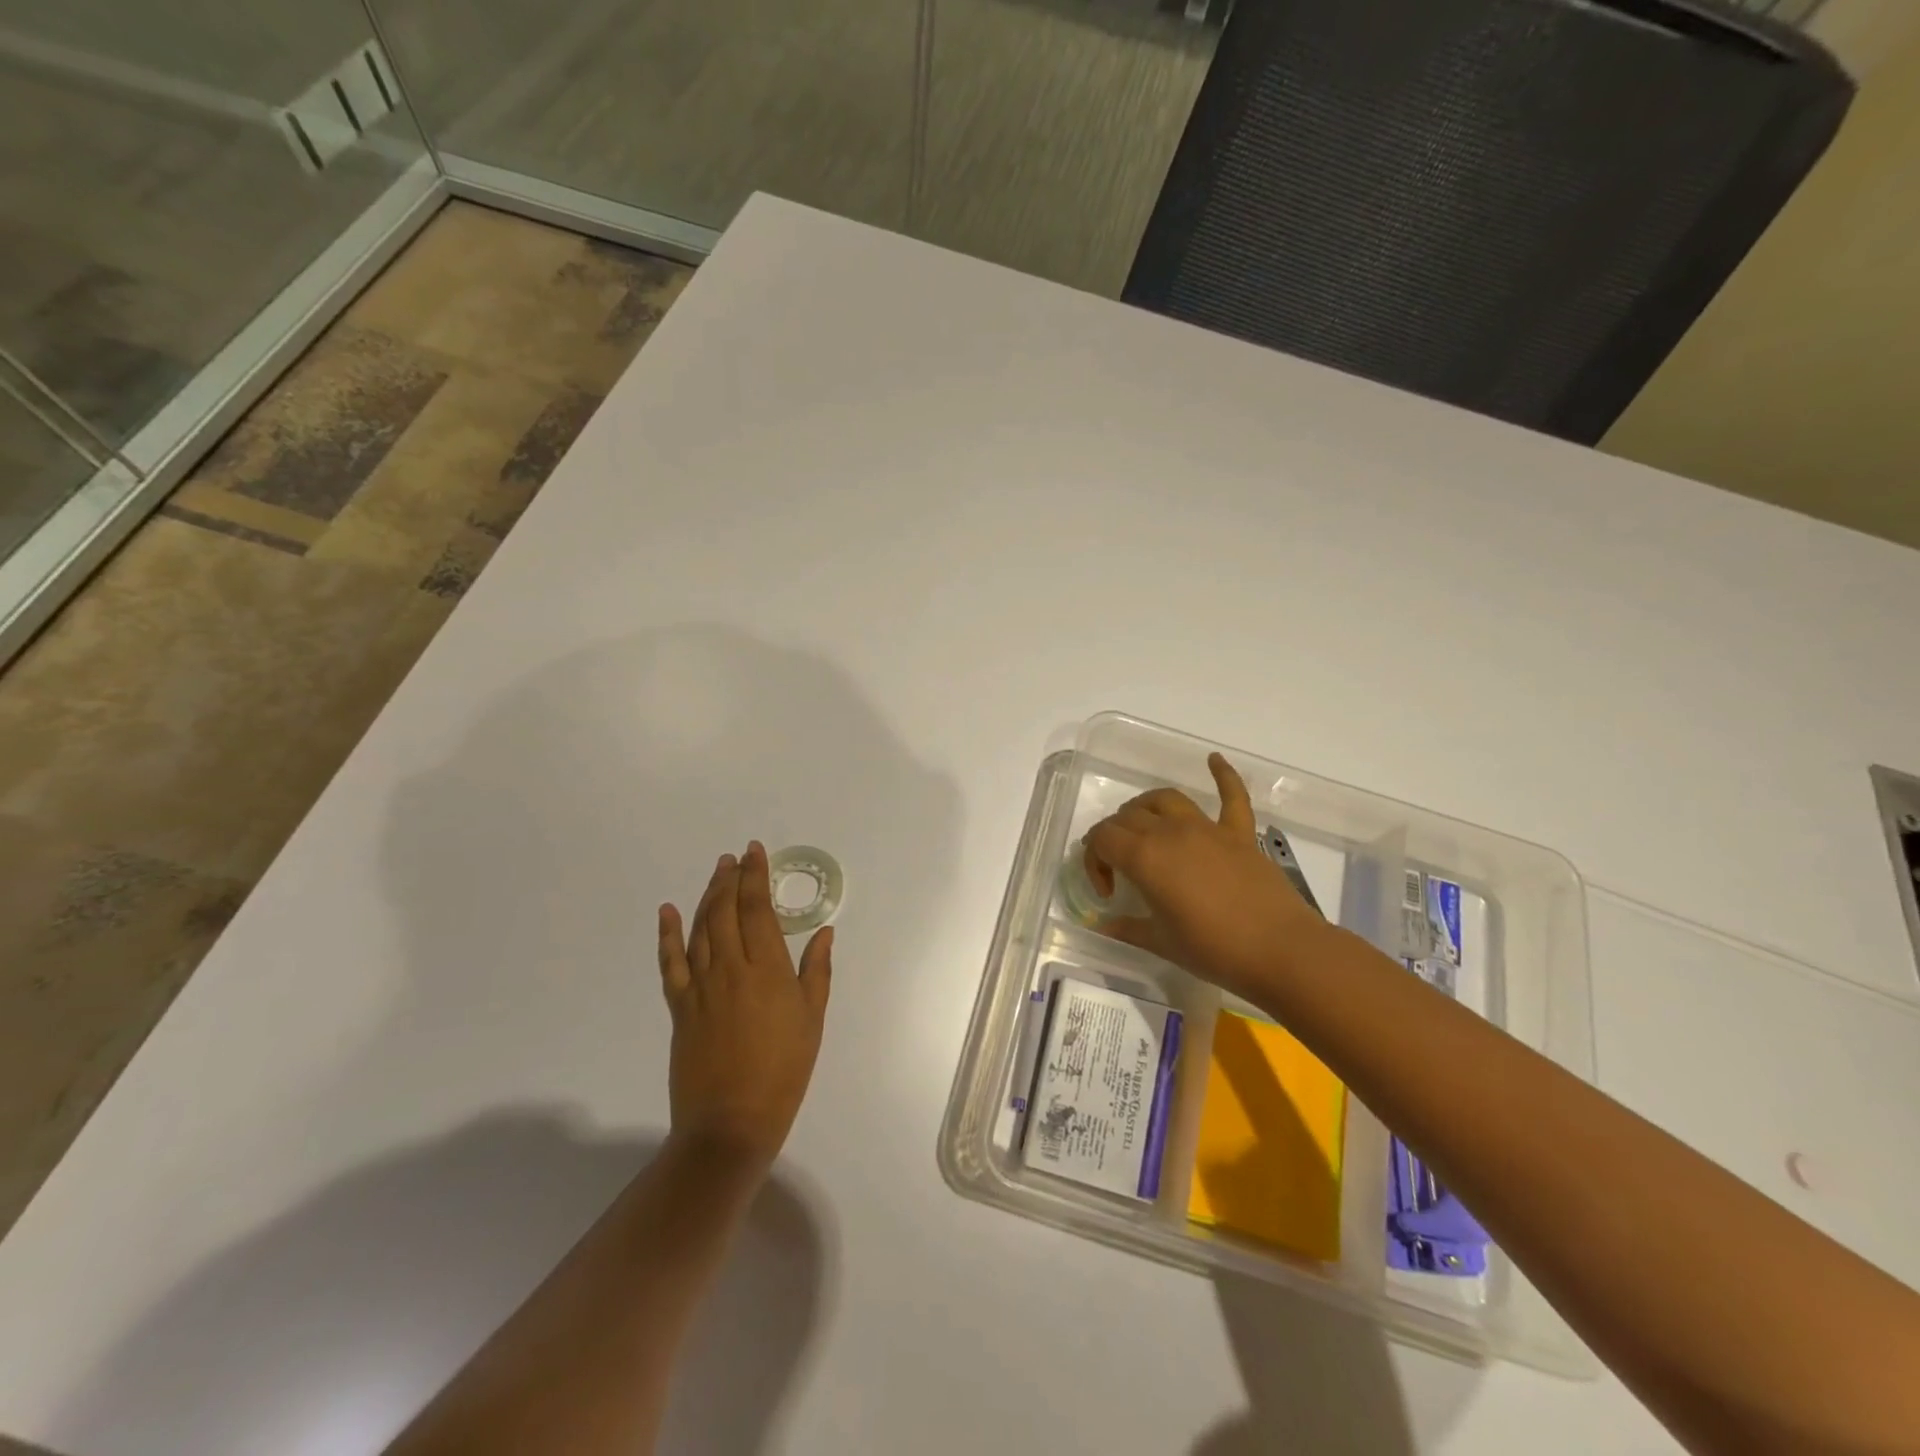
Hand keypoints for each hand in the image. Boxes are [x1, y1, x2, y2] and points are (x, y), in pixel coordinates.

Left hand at [657, 843, 832, 1166]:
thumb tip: (823, 932)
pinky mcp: (680, 1007)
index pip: (758, 909)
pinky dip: (668, 935)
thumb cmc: (784, 1070)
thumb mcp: (812, 1019)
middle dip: (730, 879)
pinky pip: (671, 963)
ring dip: (707, 897)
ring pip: (701, 929)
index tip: (754, 852)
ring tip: (716, 873)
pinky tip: (668, 913)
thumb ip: (816, 971)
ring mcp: (701, 987)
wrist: (731, 1122)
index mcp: (767, 970)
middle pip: (726, 911)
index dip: (755, 877)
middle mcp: (731, 968)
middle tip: (734, 858)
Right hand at [1085, 753, 1329, 1002]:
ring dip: (1146, 807)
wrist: (1281, 951)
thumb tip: (1103, 924)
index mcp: (1145, 858)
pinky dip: (1223, 774)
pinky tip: (1213, 759)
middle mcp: (1170, 832)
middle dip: (1114, 837)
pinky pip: (1232, 795)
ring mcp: (1207, 828)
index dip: (1094, 861)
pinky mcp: (1240, 833)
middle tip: (1121, 867)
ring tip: (1143, 826)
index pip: (1102, 839)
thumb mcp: (1162, 943)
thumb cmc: (1214, 951)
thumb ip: (1127, 928)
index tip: (1107, 891)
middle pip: (1128, 816)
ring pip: (1164, 799)